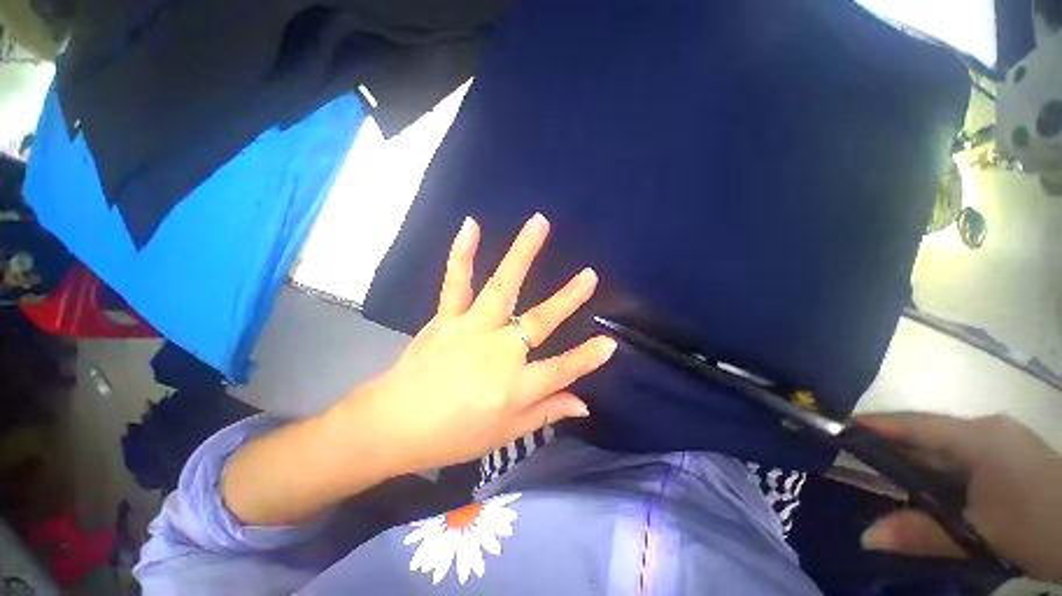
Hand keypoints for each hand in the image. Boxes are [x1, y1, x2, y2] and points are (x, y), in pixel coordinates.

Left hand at [325, 213, 616, 474]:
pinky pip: (456, 281)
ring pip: (502, 287)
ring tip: (539, 224)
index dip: (587, 359)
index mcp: (513, 387)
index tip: (610, 343)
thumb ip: (546, 412)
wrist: (392, 425)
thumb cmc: (452, 436)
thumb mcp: (504, 434)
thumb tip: (583, 404)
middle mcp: (496, 353)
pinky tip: (472, 225)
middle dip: (567, 299)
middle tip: (589, 275)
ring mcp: (469, 329)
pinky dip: (463, 253)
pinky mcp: (446, 318)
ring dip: (522, 253)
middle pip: (538, 321)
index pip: (561, 370)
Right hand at [859, 413, 1061, 581]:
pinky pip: (961, 460)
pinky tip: (928, 492)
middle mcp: (985, 430)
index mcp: (978, 436)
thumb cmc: (1039, 524)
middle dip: (889, 448)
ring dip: (914, 464)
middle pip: (926, 436)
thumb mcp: (981, 537)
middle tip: (850, 459)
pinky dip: (938, 474)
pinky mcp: (1009, 458)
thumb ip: (924, 534)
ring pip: (944, 450)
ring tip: (881, 478)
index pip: (913, 425)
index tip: (835, 428)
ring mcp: (1001, 443)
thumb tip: (866, 536)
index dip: (873, 425)